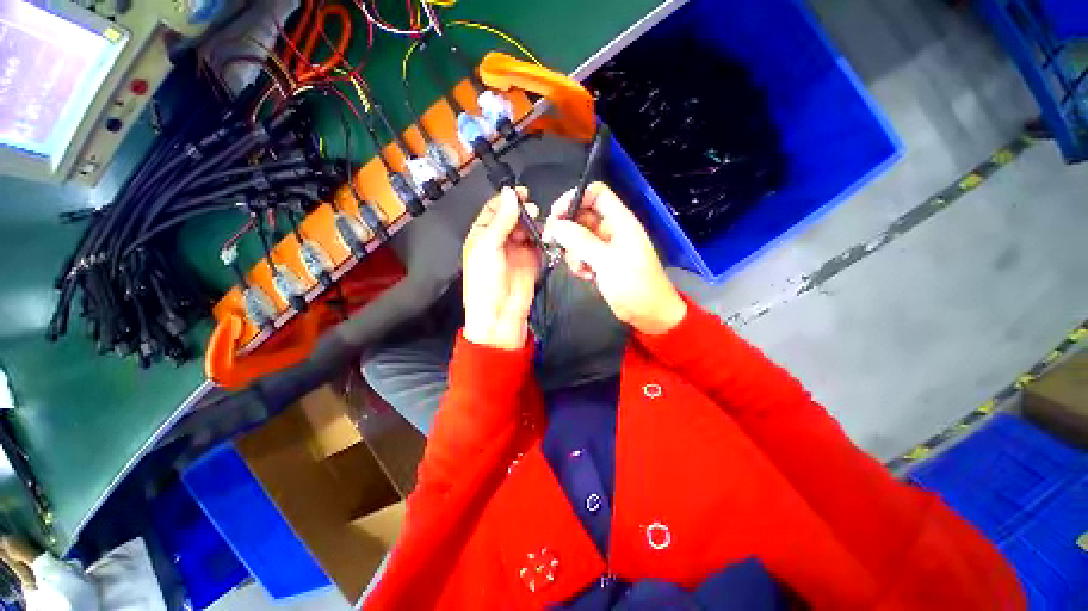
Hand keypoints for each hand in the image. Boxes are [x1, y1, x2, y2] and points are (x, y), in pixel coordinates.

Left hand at [462, 187, 540, 349]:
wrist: (500, 314)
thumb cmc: (485, 285)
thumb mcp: (488, 247)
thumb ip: (501, 220)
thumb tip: (510, 195)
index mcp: (482, 236)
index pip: (494, 210)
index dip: (506, 200)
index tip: (520, 193)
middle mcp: (499, 241)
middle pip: (513, 217)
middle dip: (522, 211)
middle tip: (531, 210)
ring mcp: (516, 250)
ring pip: (527, 228)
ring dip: (533, 224)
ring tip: (538, 226)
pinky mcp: (531, 260)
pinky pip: (538, 243)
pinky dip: (542, 238)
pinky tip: (544, 237)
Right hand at [543, 182, 685, 334]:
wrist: (648, 314)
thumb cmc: (634, 285)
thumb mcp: (607, 261)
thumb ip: (580, 241)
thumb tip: (556, 225)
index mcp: (620, 221)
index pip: (596, 194)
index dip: (574, 198)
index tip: (555, 215)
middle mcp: (611, 229)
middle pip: (582, 216)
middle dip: (567, 229)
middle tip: (553, 243)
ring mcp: (605, 247)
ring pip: (578, 238)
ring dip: (573, 252)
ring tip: (582, 268)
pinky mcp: (600, 262)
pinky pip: (581, 255)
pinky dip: (579, 264)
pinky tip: (587, 276)